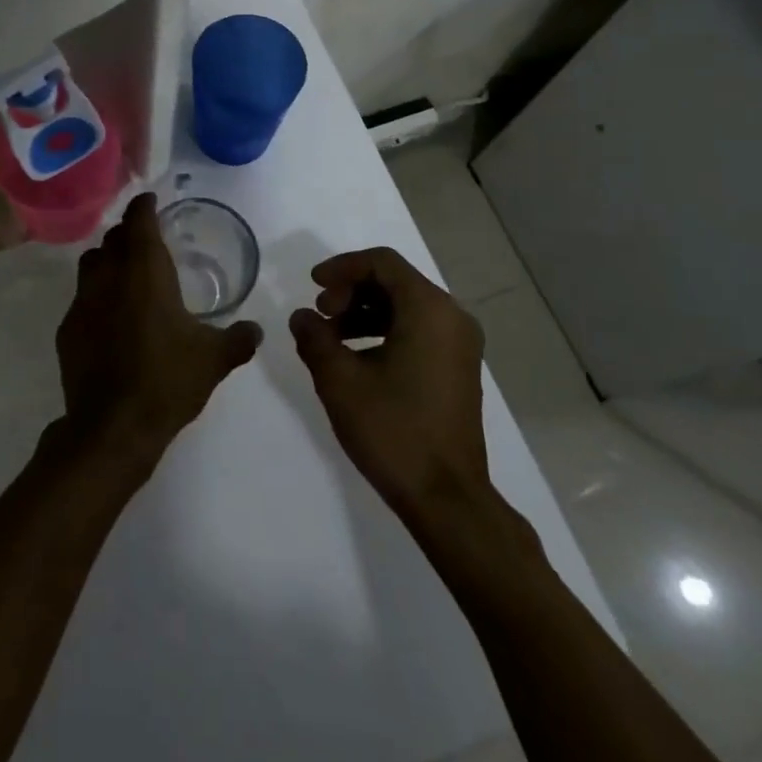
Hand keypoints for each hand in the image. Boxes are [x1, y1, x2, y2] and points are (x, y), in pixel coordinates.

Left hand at [55, 194, 261, 466]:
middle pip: (113, 238)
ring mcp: (82, 302)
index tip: (151, 200)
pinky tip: (109, 319)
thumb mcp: (213, 360)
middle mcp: (109, 276)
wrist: (112, 427)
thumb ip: (238, 339)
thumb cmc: (167, 381)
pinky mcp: (67, 329)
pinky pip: (80, 299)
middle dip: (128, 233)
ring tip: (125, 275)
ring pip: (90, 263)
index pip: (139, 221)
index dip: (144, 206)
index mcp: (145, 271)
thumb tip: (256, 330)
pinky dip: (95, 297)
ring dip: (107, 260)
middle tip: (146, 242)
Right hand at [290, 247, 491, 526]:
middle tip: (320, 315)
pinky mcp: (457, 368)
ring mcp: (459, 344)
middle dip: (351, 291)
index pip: (382, 263)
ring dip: (364, 312)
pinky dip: (383, 331)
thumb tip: (302, 317)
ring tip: (330, 338)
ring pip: (405, 307)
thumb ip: (315, 338)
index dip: (342, 267)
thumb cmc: (393, 430)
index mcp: (429, 309)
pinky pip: (417, 330)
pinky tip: (356, 358)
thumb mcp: (340, 380)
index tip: (312, 286)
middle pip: (394, 282)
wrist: (447, 499)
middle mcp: (452, 317)